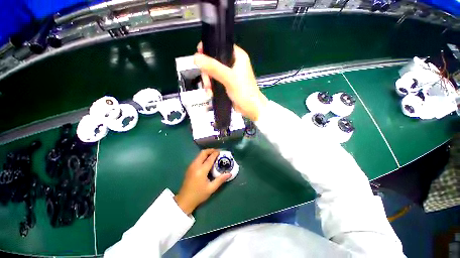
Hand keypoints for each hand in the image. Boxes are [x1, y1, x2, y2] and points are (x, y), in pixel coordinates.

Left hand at [174, 149, 230, 214]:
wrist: (184, 200)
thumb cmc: (198, 195)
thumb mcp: (211, 188)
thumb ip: (220, 180)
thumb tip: (229, 174)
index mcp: (201, 170)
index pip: (210, 158)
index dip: (215, 153)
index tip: (221, 151)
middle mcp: (195, 165)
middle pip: (203, 153)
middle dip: (210, 150)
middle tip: (217, 152)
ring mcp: (191, 166)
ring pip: (199, 155)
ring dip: (206, 153)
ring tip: (213, 155)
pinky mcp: (189, 168)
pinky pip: (197, 158)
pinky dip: (203, 156)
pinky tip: (207, 161)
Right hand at [194, 43, 267, 120]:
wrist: (250, 108)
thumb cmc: (244, 92)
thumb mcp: (229, 78)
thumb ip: (213, 67)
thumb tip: (195, 57)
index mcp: (237, 56)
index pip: (220, 46)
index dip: (208, 49)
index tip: (199, 56)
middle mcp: (233, 64)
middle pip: (214, 61)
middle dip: (207, 72)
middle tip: (207, 82)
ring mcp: (230, 75)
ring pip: (213, 72)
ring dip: (208, 81)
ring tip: (209, 90)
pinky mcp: (227, 84)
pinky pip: (215, 81)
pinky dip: (212, 87)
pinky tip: (210, 93)